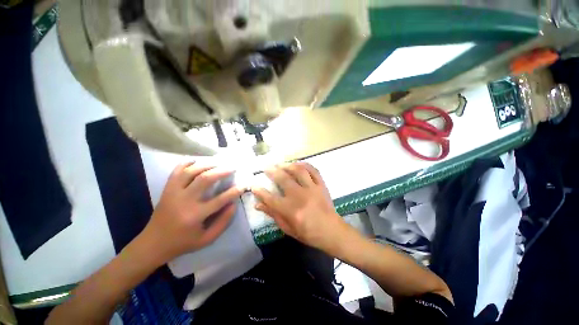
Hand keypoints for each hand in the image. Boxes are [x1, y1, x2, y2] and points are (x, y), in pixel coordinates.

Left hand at [142, 162, 242, 262]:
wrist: (153, 243)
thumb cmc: (182, 242)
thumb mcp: (206, 239)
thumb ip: (223, 222)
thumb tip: (233, 204)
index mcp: (195, 215)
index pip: (220, 200)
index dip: (234, 192)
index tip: (243, 186)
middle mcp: (184, 201)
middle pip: (205, 179)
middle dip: (222, 171)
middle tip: (232, 168)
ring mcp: (173, 193)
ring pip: (191, 171)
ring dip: (207, 165)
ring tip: (218, 163)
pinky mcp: (167, 189)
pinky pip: (176, 171)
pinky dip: (187, 163)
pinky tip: (197, 161)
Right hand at [251, 162, 348, 251]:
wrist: (331, 231)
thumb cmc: (308, 233)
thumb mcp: (288, 228)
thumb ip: (273, 214)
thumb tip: (257, 204)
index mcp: (291, 210)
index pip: (270, 198)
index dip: (260, 191)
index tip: (254, 185)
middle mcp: (300, 196)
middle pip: (283, 179)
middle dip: (272, 171)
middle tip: (266, 167)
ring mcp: (312, 188)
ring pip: (298, 171)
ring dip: (288, 165)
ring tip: (281, 164)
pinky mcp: (321, 185)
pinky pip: (313, 170)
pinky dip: (305, 165)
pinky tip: (298, 163)